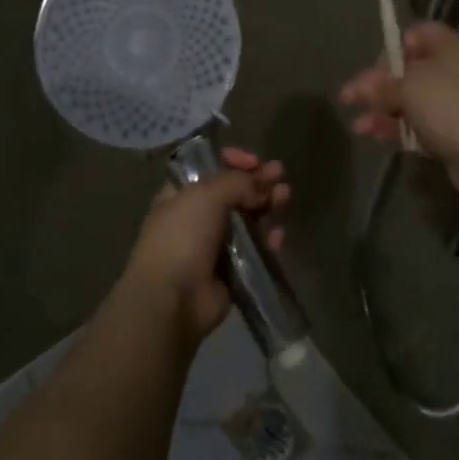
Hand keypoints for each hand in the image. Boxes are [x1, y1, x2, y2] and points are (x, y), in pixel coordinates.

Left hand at [122, 148, 290, 343]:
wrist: (172, 298)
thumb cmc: (182, 236)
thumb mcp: (207, 194)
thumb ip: (238, 182)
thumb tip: (260, 187)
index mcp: (181, 194)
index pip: (209, 169)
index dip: (232, 161)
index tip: (253, 161)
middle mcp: (196, 217)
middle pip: (232, 192)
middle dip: (256, 181)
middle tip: (280, 173)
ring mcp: (213, 245)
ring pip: (246, 220)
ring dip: (266, 205)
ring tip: (286, 195)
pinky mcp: (230, 272)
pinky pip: (254, 251)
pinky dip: (267, 241)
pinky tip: (279, 236)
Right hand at [339, 23, 458, 199]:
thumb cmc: (451, 107)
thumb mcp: (409, 88)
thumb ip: (381, 86)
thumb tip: (361, 88)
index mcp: (450, 48)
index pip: (416, 35)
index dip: (392, 49)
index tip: (373, 68)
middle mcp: (455, 71)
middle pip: (409, 72)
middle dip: (377, 86)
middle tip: (350, 100)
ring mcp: (457, 104)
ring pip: (412, 102)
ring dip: (382, 111)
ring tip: (358, 127)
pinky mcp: (456, 133)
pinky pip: (421, 125)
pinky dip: (398, 129)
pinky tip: (375, 136)